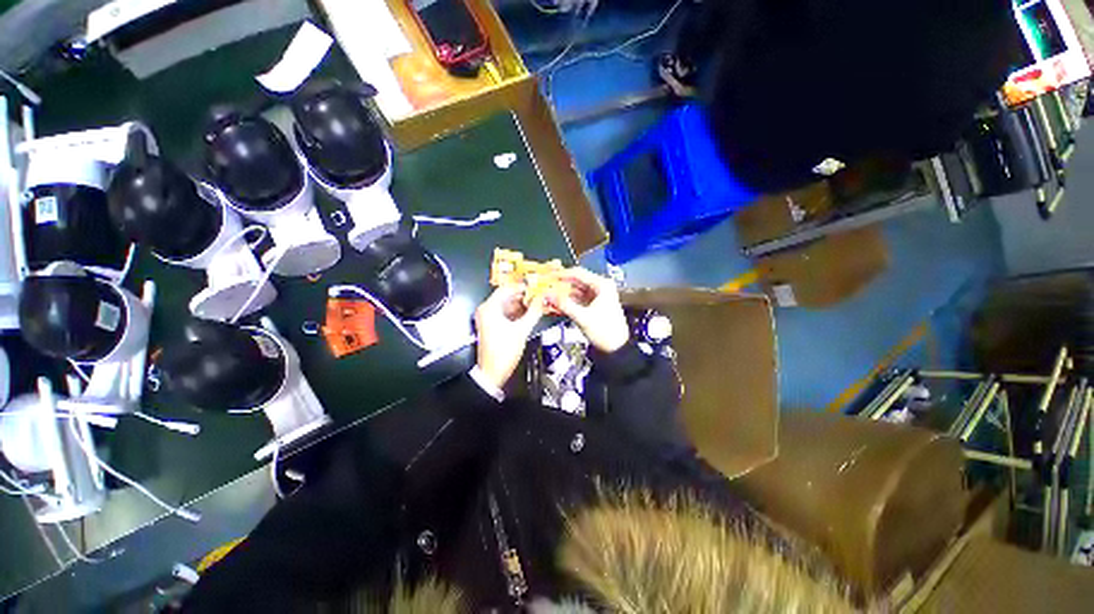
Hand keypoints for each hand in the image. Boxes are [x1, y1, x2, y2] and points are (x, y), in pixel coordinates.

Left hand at [474, 285, 544, 388]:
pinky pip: (504, 314)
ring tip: (535, 304)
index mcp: (489, 308)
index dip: (521, 286)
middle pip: (506, 296)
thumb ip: (533, 312)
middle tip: (538, 296)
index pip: (506, 288)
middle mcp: (486, 311)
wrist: (492, 373)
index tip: (534, 287)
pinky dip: (516, 313)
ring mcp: (487, 318)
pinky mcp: (491, 326)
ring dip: (521, 305)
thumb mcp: (522, 330)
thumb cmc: (503, 352)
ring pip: (506, 305)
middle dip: (523, 296)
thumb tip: (541, 299)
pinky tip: (528, 314)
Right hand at [547, 268, 628, 353]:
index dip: (561, 274)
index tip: (547, 275)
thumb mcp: (583, 317)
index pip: (578, 273)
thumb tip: (547, 294)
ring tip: (547, 296)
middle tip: (545, 286)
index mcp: (602, 285)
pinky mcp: (593, 306)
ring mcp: (597, 297)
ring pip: (575, 291)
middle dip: (560, 285)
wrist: (617, 348)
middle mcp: (600, 288)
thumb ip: (564, 304)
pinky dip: (567, 302)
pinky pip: (577, 300)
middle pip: (576, 282)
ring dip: (562, 294)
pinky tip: (556, 304)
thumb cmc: (605, 332)